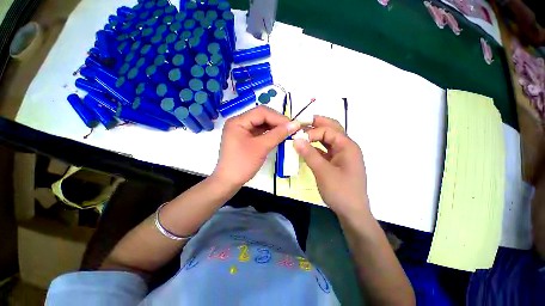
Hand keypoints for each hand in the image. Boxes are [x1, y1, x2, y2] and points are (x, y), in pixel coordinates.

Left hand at [213, 106, 299, 187]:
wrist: (229, 182)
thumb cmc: (243, 164)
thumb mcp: (261, 147)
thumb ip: (278, 134)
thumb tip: (295, 124)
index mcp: (238, 121)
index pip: (261, 112)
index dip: (278, 117)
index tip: (293, 125)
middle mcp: (239, 122)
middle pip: (261, 116)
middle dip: (277, 122)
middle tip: (291, 129)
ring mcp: (241, 131)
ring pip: (261, 124)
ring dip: (274, 128)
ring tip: (287, 132)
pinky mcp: (245, 138)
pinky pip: (259, 132)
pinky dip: (269, 134)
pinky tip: (278, 137)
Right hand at [294, 116, 368, 216]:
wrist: (352, 212)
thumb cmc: (340, 191)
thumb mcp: (323, 171)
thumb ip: (309, 154)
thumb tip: (296, 139)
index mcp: (347, 146)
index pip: (328, 130)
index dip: (312, 132)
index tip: (297, 139)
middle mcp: (346, 147)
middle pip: (332, 129)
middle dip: (317, 124)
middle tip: (302, 122)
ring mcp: (342, 155)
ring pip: (328, 139)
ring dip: (316, 135)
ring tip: (302, 133)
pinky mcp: (337, 163)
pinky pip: (326, 150)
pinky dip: (316, 147)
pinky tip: (307, 148)